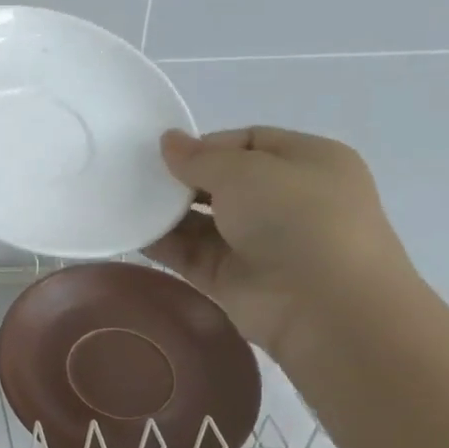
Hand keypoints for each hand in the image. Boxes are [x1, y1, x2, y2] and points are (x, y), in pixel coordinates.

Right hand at [143, 127, 419, 362]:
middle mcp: (284, 200)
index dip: (206, 145)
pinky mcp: (230, 277)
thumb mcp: (247, 171)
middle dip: (181, 180)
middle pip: (221, 182)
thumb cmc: (298, 218)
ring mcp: (256, 242)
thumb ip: (200, 158)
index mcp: (307, 163)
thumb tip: (168, 141)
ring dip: (166, 212)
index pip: (249, 142)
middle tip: (135, 176)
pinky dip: (161, 244)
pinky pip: (189, 253)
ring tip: (124, 201)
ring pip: (201, 220)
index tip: (164, 153)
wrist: (325, 306)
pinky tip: (130, 232)